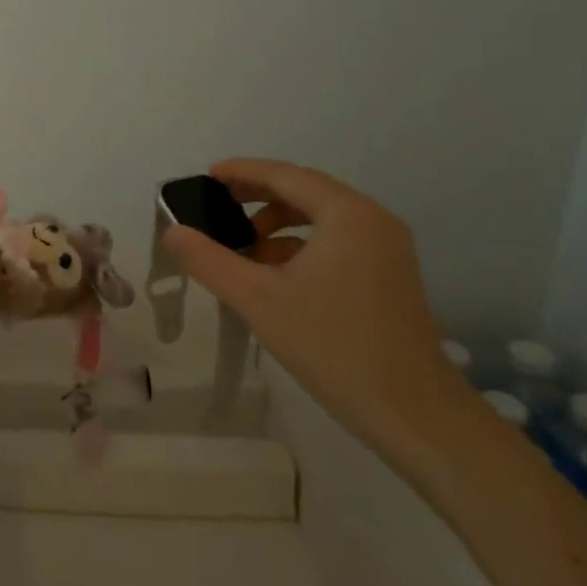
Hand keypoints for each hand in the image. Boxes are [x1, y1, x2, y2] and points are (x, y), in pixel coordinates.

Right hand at [160, 159, 469, 463]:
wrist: (413, 413)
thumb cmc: (334, 347)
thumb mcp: (259, 300)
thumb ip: (210, 260)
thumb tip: (172, 231)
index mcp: (347, 214)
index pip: (285, 175)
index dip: (242, 171)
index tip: (206, 177)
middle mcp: (372, 220)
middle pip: (305, 191)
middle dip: (257, 196)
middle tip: (216, 207)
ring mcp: (386, 248)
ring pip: (321, 217)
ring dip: (277, 223)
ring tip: (242, 246)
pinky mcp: (389, 274)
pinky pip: (336, 240)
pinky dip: (300, 244)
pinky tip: (273, 273)